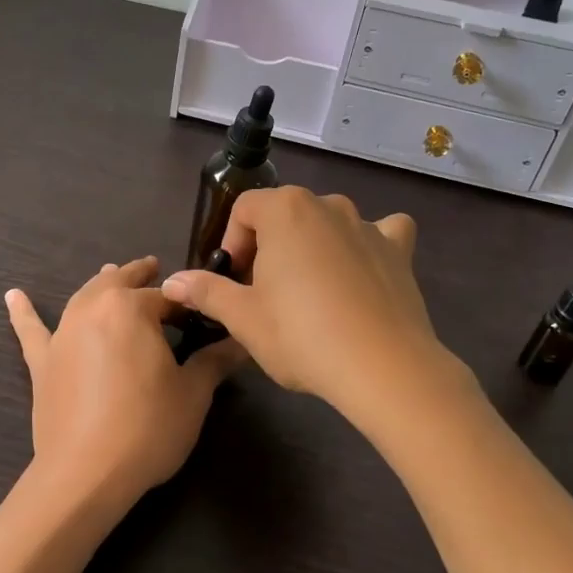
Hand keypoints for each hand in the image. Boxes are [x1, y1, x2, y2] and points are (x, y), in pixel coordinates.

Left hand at [6, 257, 243, 509]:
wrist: (85, 473)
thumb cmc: (147, 428)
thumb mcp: (192, 394)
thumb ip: (215, 361)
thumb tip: (242, 342)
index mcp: (132, 309)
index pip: (168, 296)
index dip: (189, 303)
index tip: (204, 311)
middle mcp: (94, 308)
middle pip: (121, 283)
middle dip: (141, 276)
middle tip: (156, 268)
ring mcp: (63, 333)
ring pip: (84, 296)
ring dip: (101, 283)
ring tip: (111, 272)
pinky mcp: (42, 361)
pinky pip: (32, 330)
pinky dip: (23, 312)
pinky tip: (13, 296)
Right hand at [159, 187, 452, 420]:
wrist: (382, 367)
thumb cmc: (300, 335)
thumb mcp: (242, 317)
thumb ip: (205, 291)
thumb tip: (172, 281)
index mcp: (284, 209)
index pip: (244, 210)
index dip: (233, 244)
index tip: (235, 282)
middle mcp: (327, 204)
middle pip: (285, 214)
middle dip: (270, 247)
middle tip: (265, 293)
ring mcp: (368, 225)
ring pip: (328, 223)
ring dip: (313, 247)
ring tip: (310, 293)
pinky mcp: (399, 250)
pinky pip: (380, 233)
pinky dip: (367, 246)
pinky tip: (362, 273)